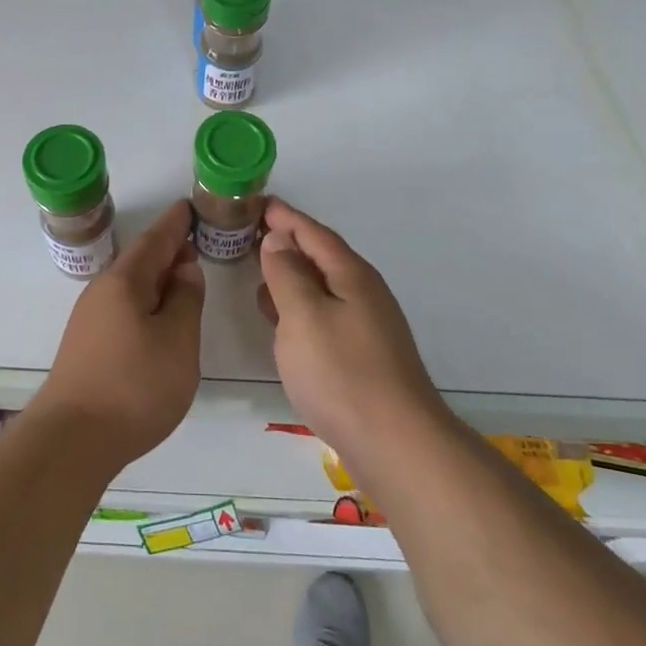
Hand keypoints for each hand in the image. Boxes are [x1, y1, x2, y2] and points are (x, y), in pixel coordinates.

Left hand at [29, 200, 204, 473]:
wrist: (72, 440)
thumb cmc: (134, 386)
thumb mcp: (177, 340)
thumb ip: (185, 299)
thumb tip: (184, 268)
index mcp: (125, 282)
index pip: (155, 240)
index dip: (175, 224)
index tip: (189, 206)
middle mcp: (102, 292)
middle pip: (139, 261)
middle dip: (167, 249)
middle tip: (193, 239)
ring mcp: (90, 320)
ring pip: (130, 286)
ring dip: (156, 277)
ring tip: (181, 276)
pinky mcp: (87, 346)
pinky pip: (123, 307)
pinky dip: (145, 301)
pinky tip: (157, 317)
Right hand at [257, 198, 447, 458]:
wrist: (396, 444)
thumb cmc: (342, 373)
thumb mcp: (303, 315)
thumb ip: (287, 274)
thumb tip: (278, 239)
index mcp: (351, 275)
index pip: (313, 233)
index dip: (284, 217)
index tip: (257, 202)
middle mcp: (363, 293)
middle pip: (321, 256)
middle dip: (287, 241)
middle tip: (249, 231)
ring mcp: (366, 325)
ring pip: (322, 286)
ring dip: (291, 274)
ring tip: (258, 268)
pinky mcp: (363, 355)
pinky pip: (324, 313)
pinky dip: (298, 305)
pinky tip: (281, 319)